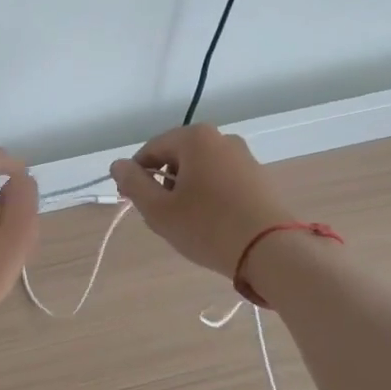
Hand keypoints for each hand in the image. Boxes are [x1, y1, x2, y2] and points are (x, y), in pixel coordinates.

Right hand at [111, 125, 292, 277]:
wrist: (272, 251)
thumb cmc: (208, 227)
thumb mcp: (159, 209)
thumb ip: (133, 183)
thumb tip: (118, 165)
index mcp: (194, 138)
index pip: (150, 150)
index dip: (136, 176)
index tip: (135, 203)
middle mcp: (221, 138)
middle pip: (176, 159)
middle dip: (163, 186)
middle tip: (162, 218)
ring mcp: (244, 157)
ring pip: (199, 171)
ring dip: (186, 193)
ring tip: (187, 225)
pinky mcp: (259, 178)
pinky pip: (221, 181)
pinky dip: (209, 197)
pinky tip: (211, 224)